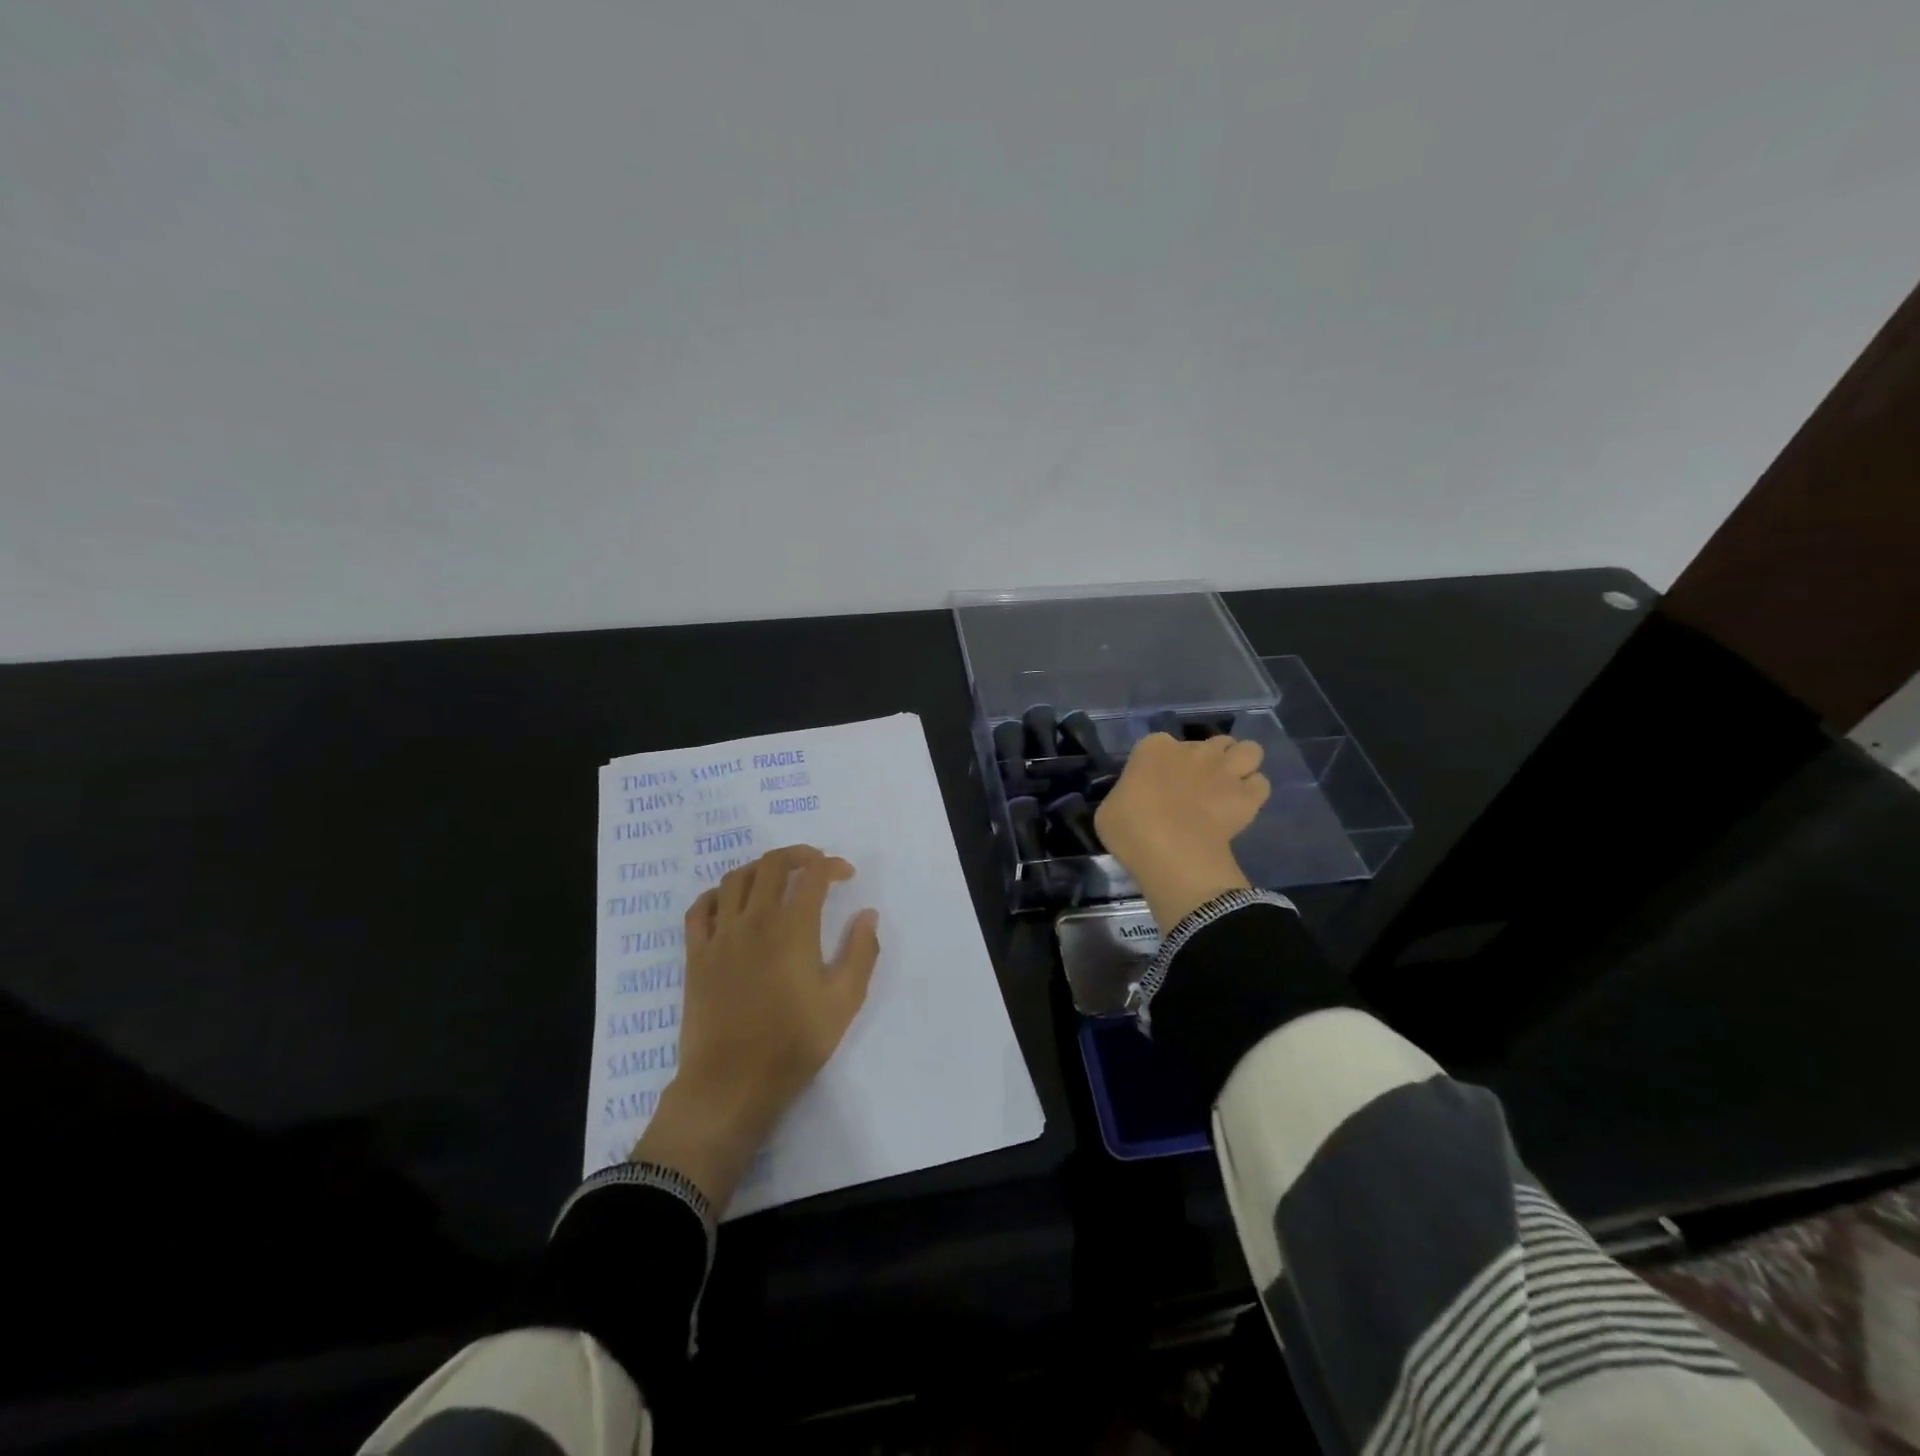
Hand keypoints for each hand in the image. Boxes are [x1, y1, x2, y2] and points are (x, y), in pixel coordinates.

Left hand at [632, 845, 879, 1209]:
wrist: (731, 1084)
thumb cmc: (794, 1043)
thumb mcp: (844, 1002)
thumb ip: (861, 952)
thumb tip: (867, 914)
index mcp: (793, 928)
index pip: (813, 875)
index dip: (833, 866)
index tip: (846, 875)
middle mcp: (755, 920)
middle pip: (772, 864)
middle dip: (798, 855)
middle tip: (815, 865)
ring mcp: (720, 935)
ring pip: (735, 878)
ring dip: (760, 869)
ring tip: (777, 878)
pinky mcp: (696, 955)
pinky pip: (700, 908)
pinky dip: (717, 894)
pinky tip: (730, 902)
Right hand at [1095, 732, 1270, 932]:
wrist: (1169, 851)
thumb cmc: (1129, 828)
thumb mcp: (1111, 809)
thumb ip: (1128, 796)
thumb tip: (1136, 802)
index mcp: (1153, 748)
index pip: (1159, 743)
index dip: (1162, 763)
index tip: (1157, 785)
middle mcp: (1193, 750)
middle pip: (1211, 742)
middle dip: (1207, 759)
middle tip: (1197, 785)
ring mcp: (1224, 770)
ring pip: (1248, 750)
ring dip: (1240, 764)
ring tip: (1228, 786)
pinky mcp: (1247, 796)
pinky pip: (1260, 784)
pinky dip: (1252, 793)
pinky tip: (1240, 807)